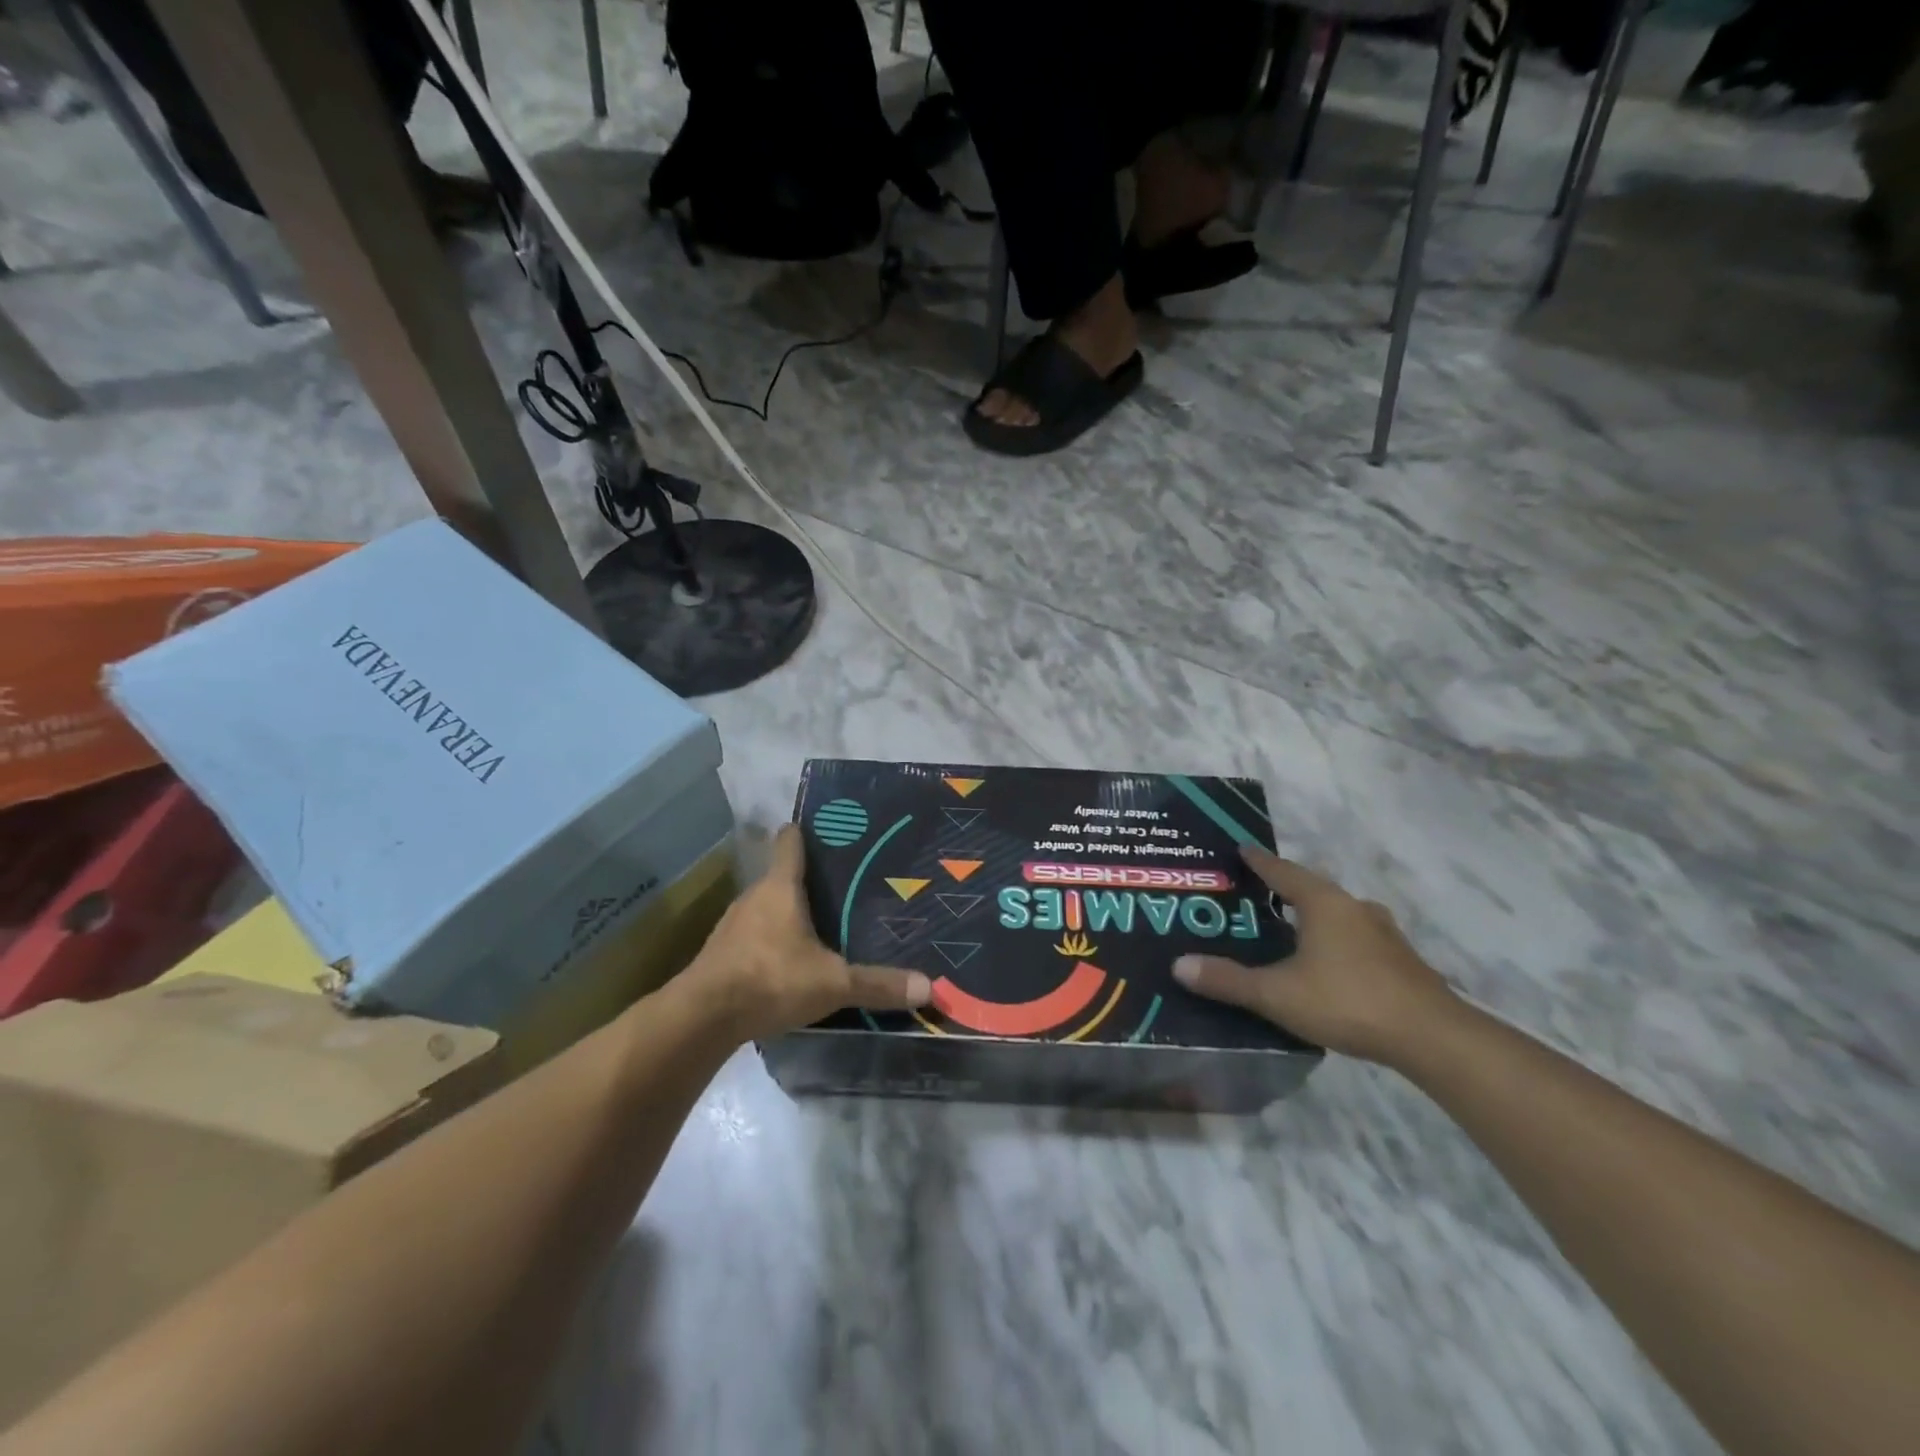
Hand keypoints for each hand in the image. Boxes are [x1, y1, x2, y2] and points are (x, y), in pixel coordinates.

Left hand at [682, 825, 931, 1042]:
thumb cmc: (771, 980)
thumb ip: (878, 984)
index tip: (829, 830)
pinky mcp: (721, 953)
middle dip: (807, 879)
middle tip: (843, 886)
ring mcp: (732, 925)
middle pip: (781, 875)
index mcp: (780, 888)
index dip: (806, 831)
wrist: (701, 1018)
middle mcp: (754, 897)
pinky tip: (789, 960)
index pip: (790, 842)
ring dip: (787, 912)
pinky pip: (753, 935)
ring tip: (820, 923)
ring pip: (766, 907)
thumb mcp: (833, 984)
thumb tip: (930, 987)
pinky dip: (770, 940)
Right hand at [1172, 845, 1456, 1064]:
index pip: (1282, 870)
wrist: (1433, 1038)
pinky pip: (1356, 938)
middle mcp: (1354, 907)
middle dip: (1283, 890)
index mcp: (1323, 903)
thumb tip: (1178, 965)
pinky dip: (1335, 941)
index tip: (1240, 849)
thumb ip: (1228, 980)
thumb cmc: (1347, 1001)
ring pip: (1338, 915)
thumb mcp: (1277, 994)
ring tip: (1287, 931)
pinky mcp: (1401, 961)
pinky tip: (1325, 964)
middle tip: (1254, 897)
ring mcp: (1383, 933)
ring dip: (1313, 917)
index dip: (1258, 860)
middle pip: (1311, 889)